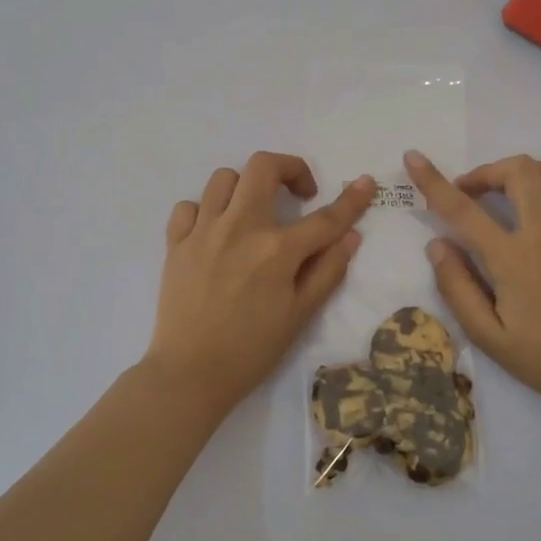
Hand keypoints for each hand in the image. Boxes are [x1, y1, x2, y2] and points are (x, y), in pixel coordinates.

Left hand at [145, 152, 375, 414]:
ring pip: (224, 178)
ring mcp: (203, 232)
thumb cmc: (252, 350)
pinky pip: (189, 206)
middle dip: (289, 169)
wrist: (190, 374)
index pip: (324, 218)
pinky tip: (215, 232)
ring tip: (254, 213)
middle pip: (263, 167)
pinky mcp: (176, 243)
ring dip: (246, 187)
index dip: (351, 200)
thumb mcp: (301, 315)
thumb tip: (351, 235)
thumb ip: (328, 271)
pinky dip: (205, 211)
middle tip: (298, 195)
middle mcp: (239, 228)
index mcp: (276, 250)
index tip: (365, 184)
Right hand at [405, 150, 540, 419]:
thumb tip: (437, 245)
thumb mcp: (488, 336)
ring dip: (533, 172)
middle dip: (489, 171)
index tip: (415, 158)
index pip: (463, 209)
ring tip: (519, 191)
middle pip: (519, 171)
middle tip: (475, 193)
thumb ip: (457, 287)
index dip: (433, 180)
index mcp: (512, 258)